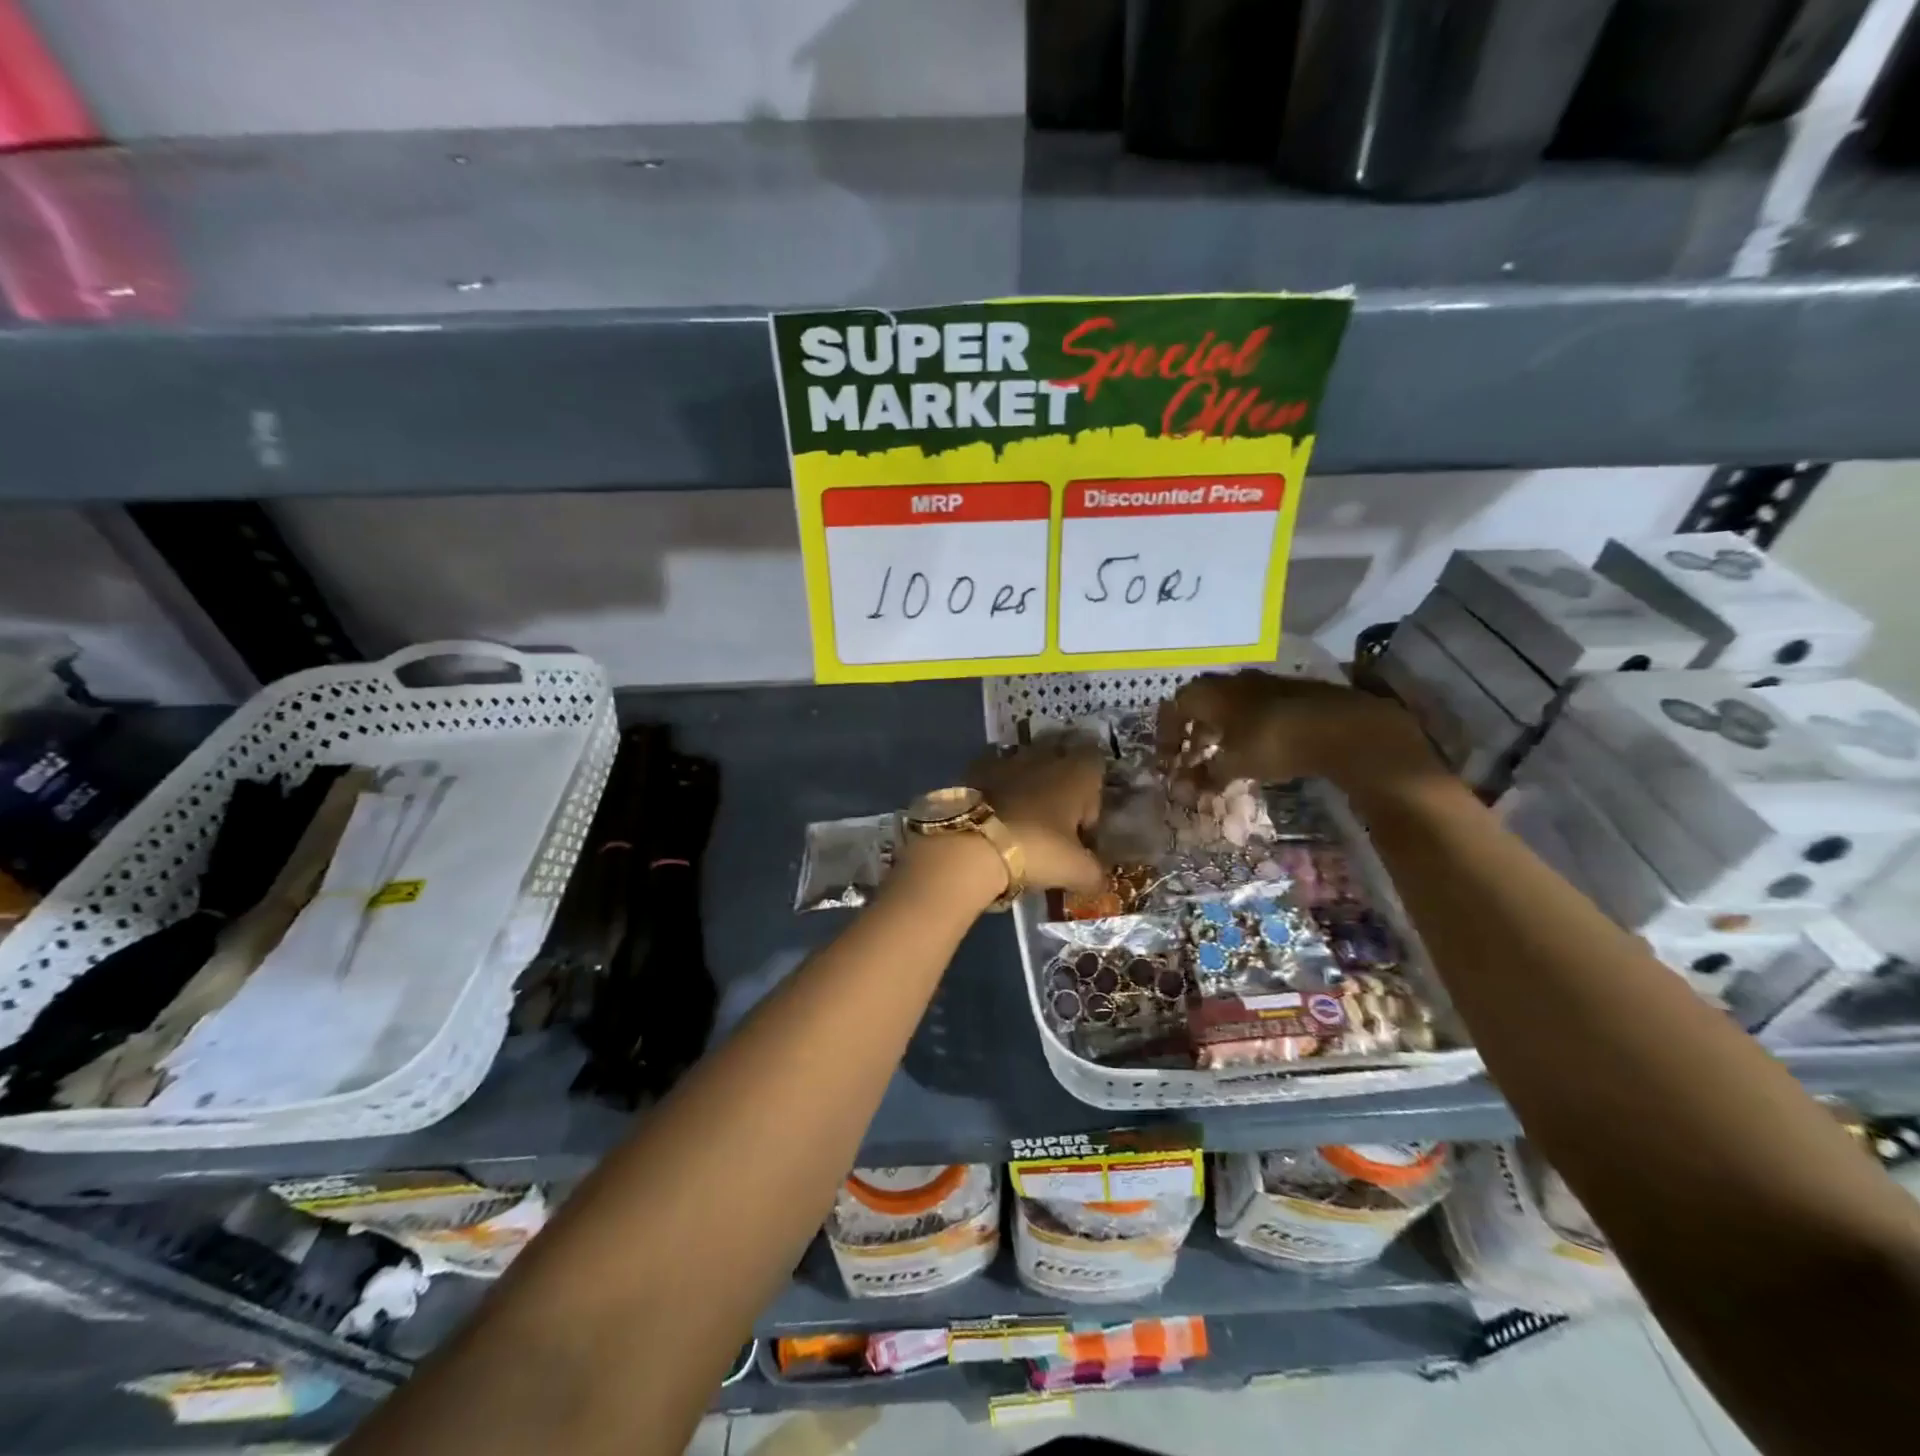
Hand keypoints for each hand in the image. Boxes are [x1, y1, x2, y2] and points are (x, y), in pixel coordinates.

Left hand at [968, 739, 1104, 894]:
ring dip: (1027, 786)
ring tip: (1022, 821)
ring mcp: (1007, 760)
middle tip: (1054, 822)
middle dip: (1059, 785)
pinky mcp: (975, 770)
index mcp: (1076, 772)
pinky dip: (997, 791)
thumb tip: (1098, 879)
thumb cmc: (1038, 850)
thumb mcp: (1076, 870)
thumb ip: (1094, 873)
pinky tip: (994, 817)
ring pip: (1026, 765)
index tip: (1082, 825)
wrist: (973, 845)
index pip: (1096, 764)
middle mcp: (1044, 756)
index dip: (1093, 793)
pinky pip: (994, 775)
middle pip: (1060, 760)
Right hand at [1156, 670, 1442, 796]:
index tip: (1167, 760)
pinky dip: (1244, 729)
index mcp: (1210, 692)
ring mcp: (1264, 684)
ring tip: (1221, 756)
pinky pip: (1254, 709)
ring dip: (1219, 730)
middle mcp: (1233, 681)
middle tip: (1191, 756)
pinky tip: (1254, 750)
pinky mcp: (1291, 694)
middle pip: (1201, 702)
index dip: (1166, 734)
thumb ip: (1206, 775)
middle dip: (1192, 730)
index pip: (1175, 707)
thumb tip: (1184, 789)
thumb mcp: (1234, 764)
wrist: (1341, 727)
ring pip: (1229, 705)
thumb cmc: (1273, 742)